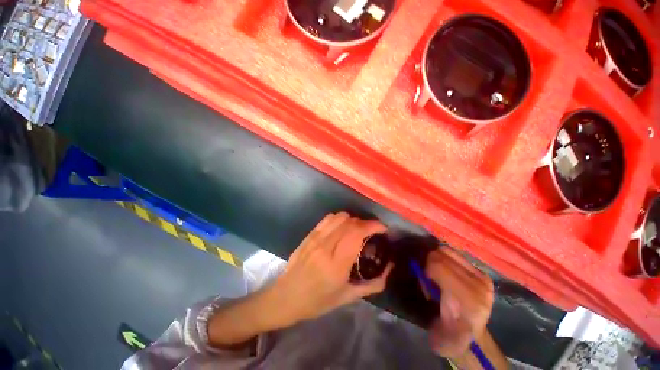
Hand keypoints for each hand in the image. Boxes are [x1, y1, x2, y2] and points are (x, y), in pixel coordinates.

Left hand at [271, 212, 392, 324]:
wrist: (286, 296)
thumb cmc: (317, 301)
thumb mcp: (347, 297)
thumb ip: (372, 284)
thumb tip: (389, 270)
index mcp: (336, 264)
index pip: (357, 233)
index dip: (373, 226)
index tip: (383, 229)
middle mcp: (326, 246)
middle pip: (350, 222)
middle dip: (366, 222)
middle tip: (372, 232)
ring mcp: (316, 238)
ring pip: (340, 217)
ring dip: (353, 219)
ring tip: (358, 229)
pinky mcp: (310, 234)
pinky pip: (328, 218)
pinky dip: (340, 219)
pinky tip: (342, 228)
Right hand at [425, 248, 493, 357]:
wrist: (473, 339)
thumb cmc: (450, 337)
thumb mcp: (437, 333)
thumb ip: (431, 311)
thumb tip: (423, 280)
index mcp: (468, 302)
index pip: (439, 266)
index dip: (425, 270)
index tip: (424, 282)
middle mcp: (479, 286)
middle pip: (441, 255)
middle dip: (429, 262)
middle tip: (429, 277)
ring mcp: (483, 277)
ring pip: (447, 251)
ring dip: (436, 258)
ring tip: (436, 272)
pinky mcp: (482, 273)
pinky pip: (455, 254)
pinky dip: (445, 258)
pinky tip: (445, 270)